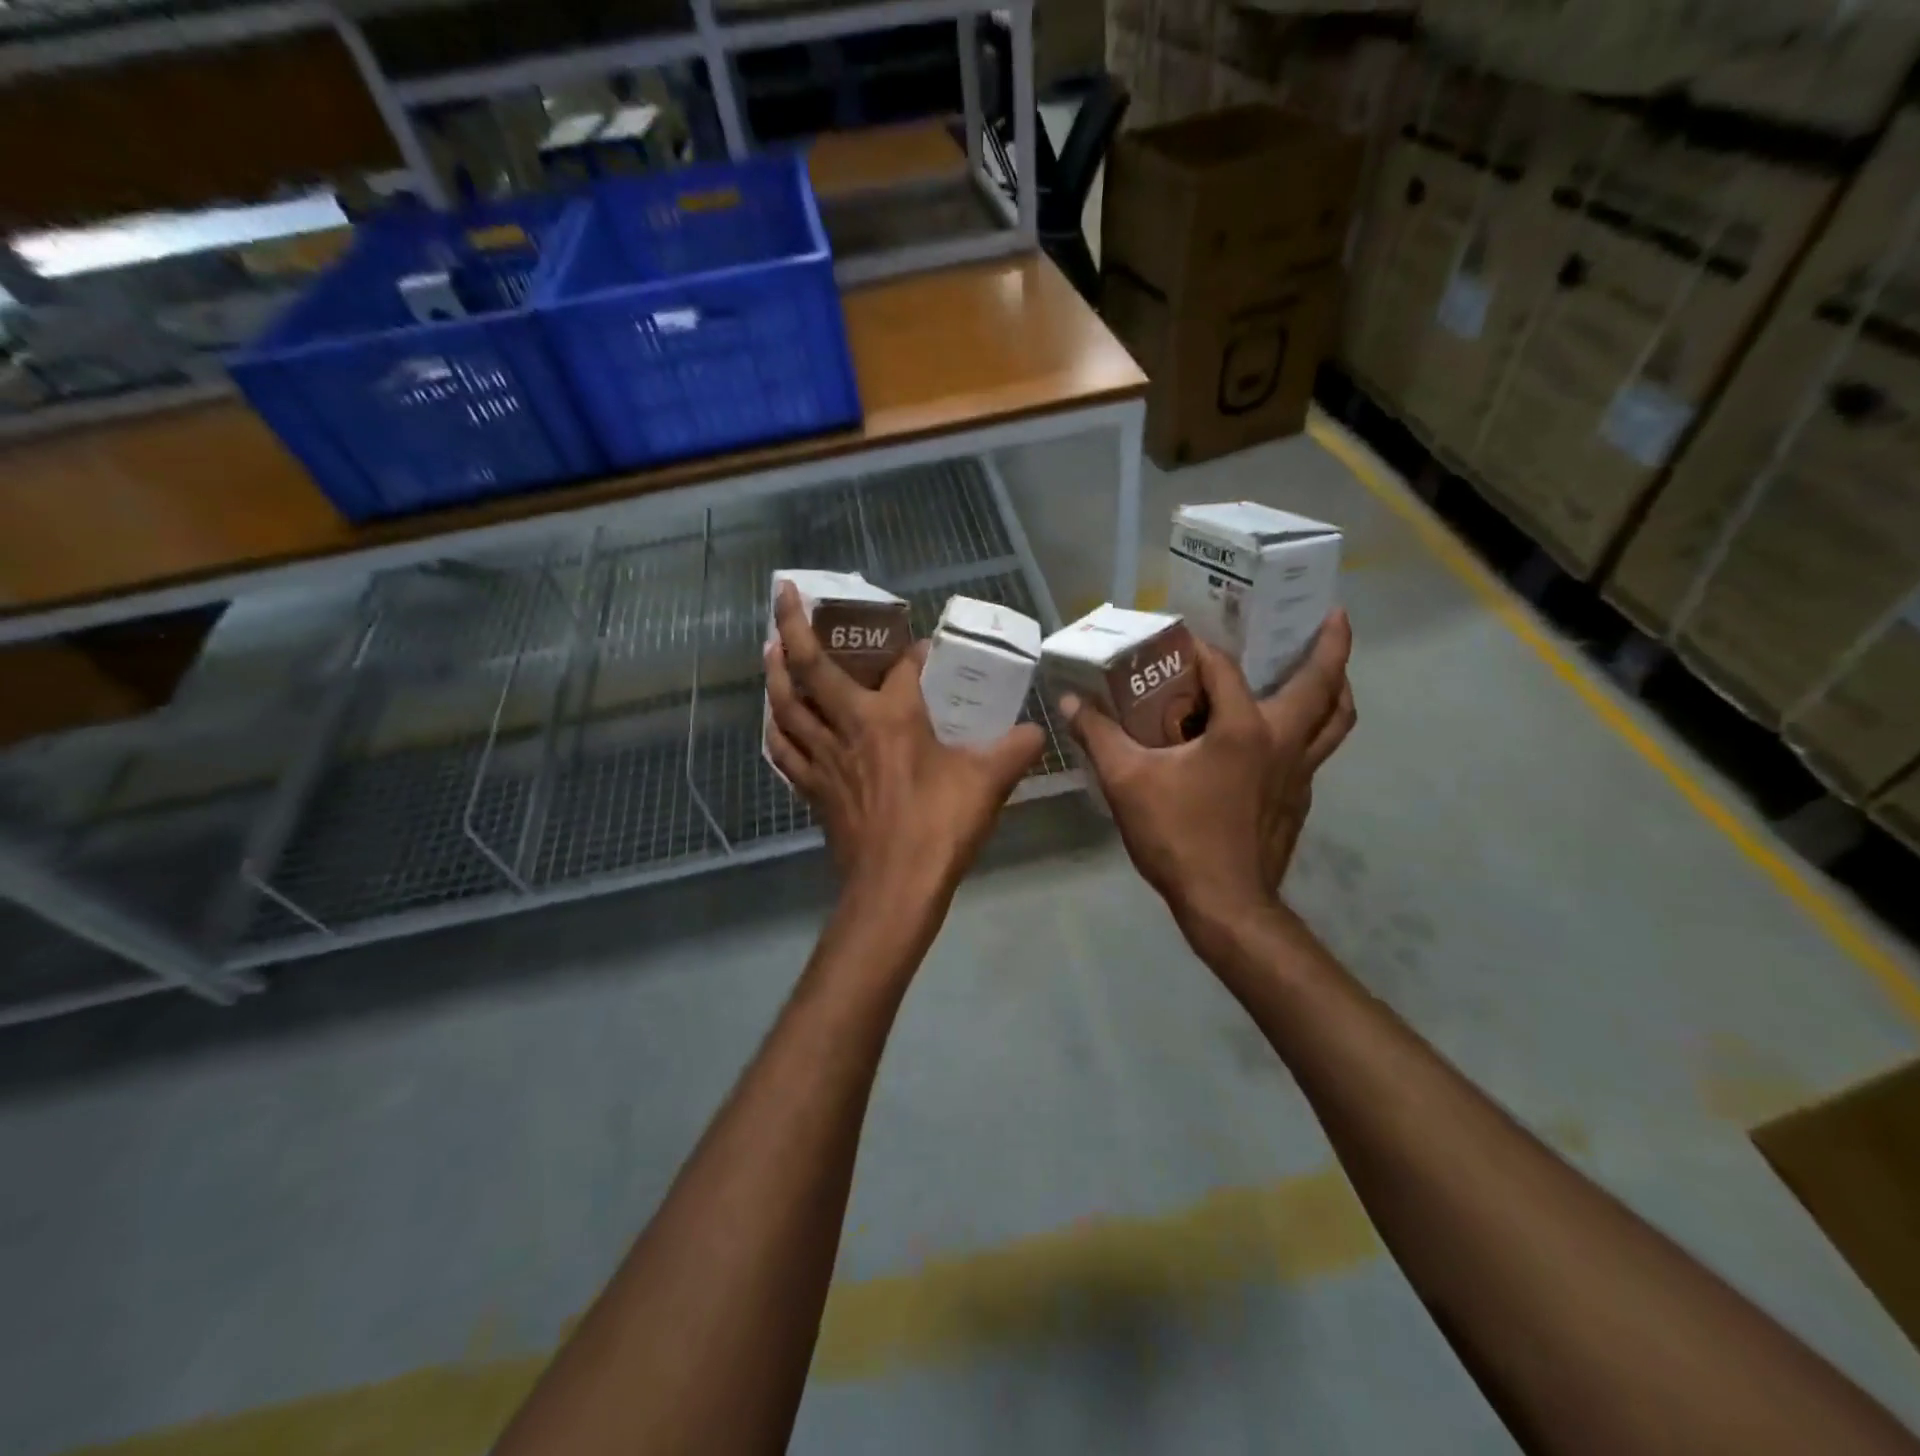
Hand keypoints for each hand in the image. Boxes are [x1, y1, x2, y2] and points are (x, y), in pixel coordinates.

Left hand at [765, 584, 1045, 897]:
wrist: (895, 886)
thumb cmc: (940, 825)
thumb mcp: (989, 781)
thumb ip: (1016, 748)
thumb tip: (1039, 731)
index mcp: (892, 717)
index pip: (898, 666)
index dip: (910, 650)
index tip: (922, 647)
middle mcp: (848, 727)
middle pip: (810, 668)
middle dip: (792, 626)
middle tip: (783, 597)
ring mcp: (824, 758)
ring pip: (785, 705)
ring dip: (774, 672)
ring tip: (769, 649)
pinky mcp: (812, 789)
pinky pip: (784, 750)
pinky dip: (776, 728)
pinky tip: (776, 721)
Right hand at [1061, 610, 1354, 948]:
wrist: (1226, 905)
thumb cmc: (1178, 836)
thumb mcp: (1127, 782)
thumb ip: (1099, 736)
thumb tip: (1071, 702)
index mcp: (1245, 729)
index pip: (1225, 669)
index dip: (1199, 648)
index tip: (1178, 640)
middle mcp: (1284, 742)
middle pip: (1324, 684)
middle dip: (1332, 645)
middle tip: (1332, 615)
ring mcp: (1299, 773)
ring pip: (1337, 720)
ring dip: (1338, 687)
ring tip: (1331, 668)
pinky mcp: (1299, 799)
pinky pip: (1317, 750)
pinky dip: (1314, 728)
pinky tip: (1283, 735)